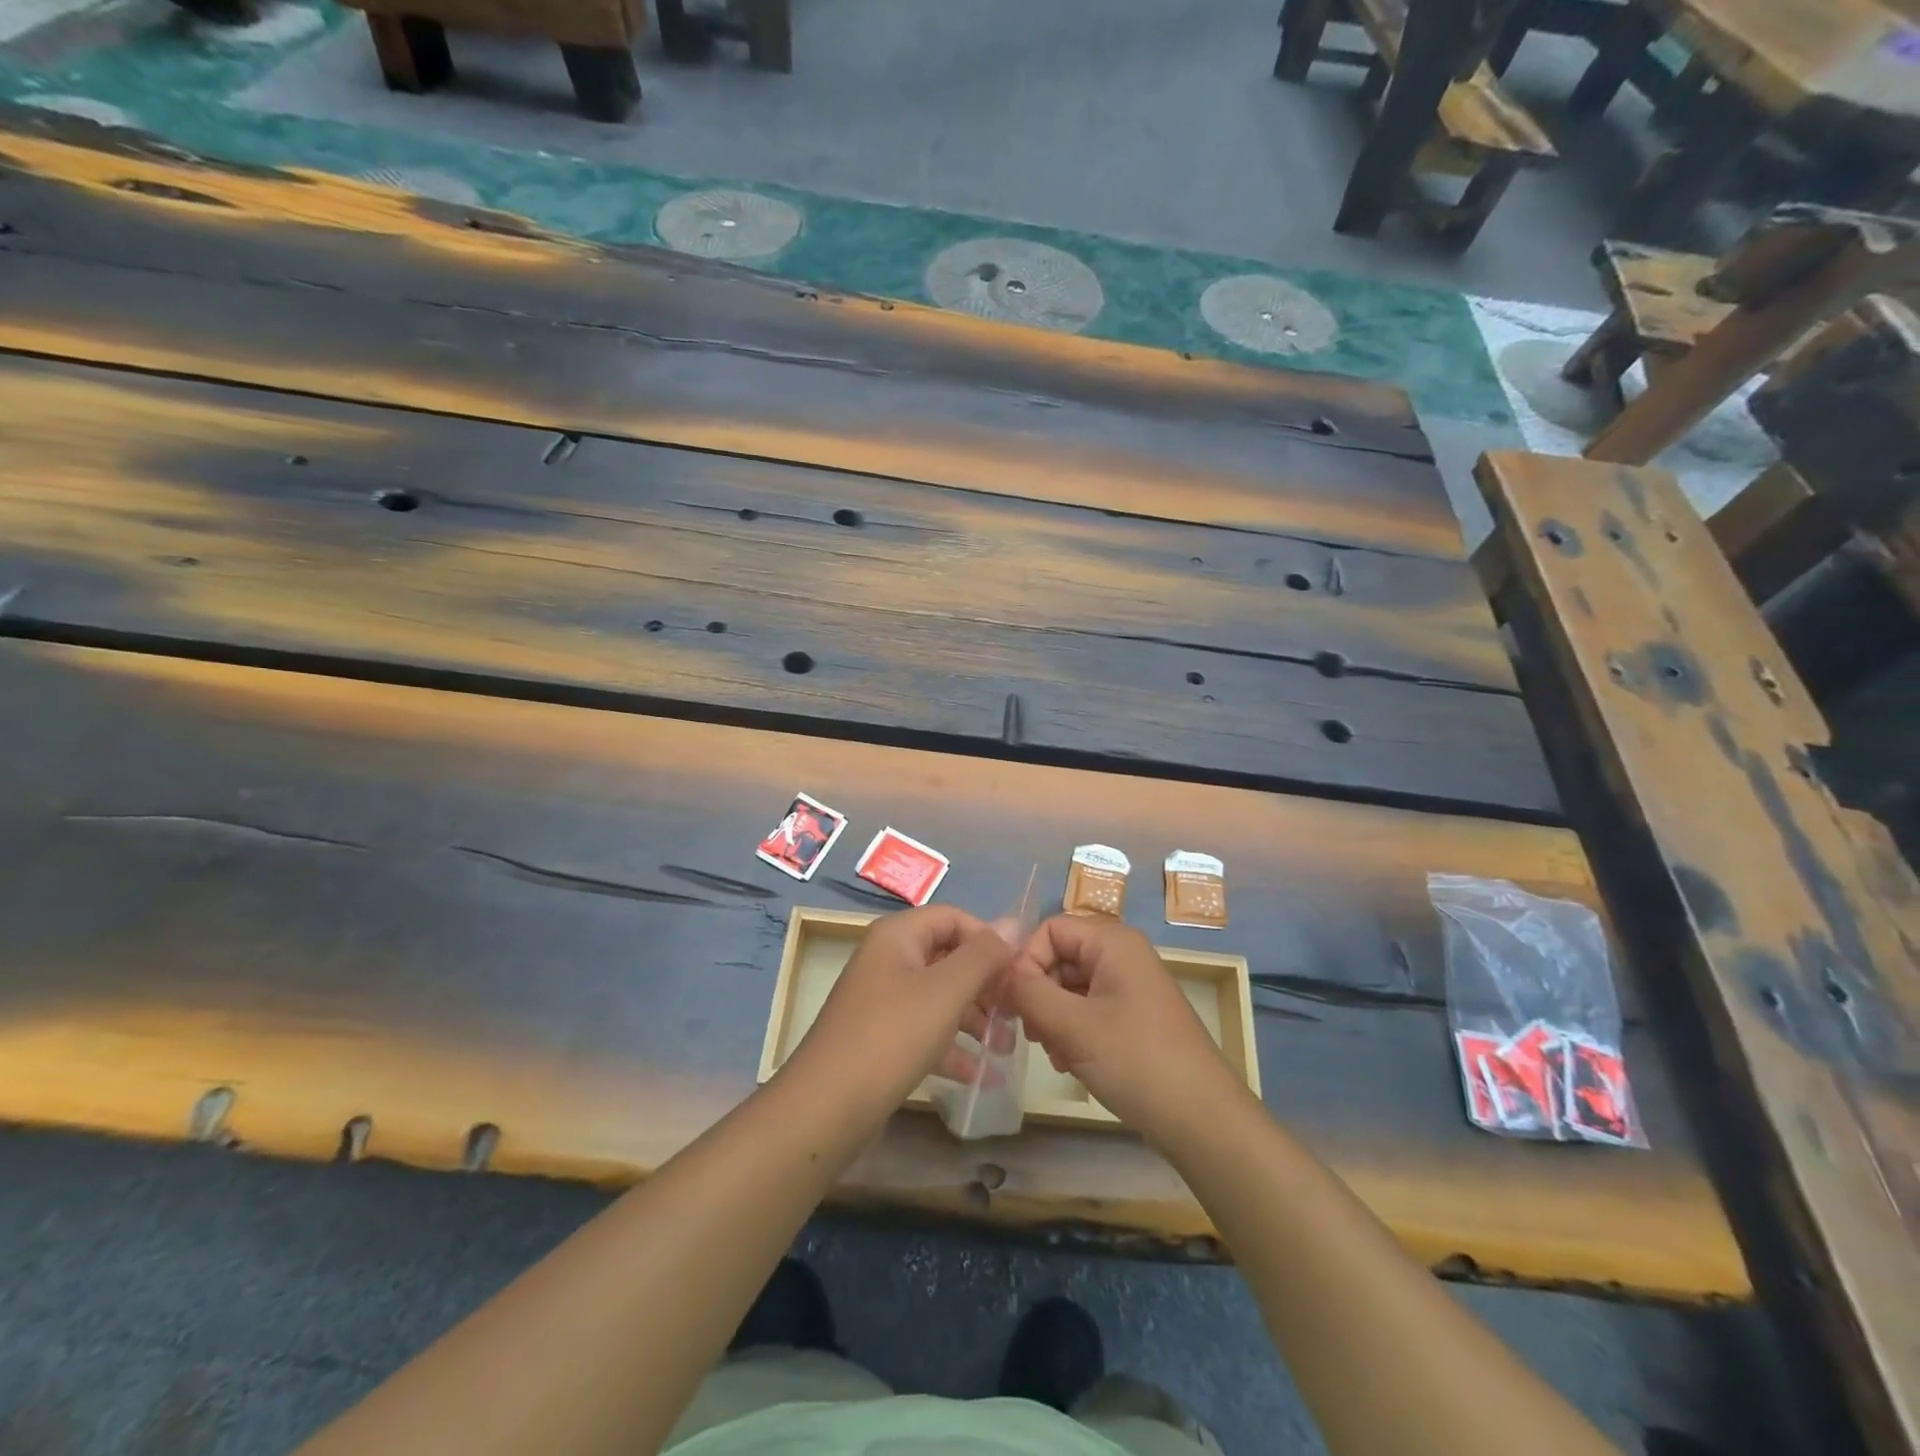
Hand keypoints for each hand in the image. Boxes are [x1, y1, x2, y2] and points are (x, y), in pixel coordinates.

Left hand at [783, 907, 1015, 1125]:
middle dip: (986, 984)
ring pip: (940, 996)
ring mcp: (882, 1000)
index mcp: (898, 935)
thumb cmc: (891, 1036)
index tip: (1018, 972)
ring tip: (1005, 1047)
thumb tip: (1014, 920)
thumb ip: (983, 955)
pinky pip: (926, 1030)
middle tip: (1018, 1014)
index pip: (954, 918)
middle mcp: (888, 959)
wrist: (826, 1108)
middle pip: (948, 957)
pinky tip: (982, 1075)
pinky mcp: (882, 1038)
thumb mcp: (945, 992)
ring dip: (975, 1018)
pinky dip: (953, 1047)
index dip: (989, 939)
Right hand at [1008, 915, 1245, 1146]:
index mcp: (1113, 942)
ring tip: (1054, 1054)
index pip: (1051, 929)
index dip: (1027, 960)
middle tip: (1033, 1034)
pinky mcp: (1133, 1017)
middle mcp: (1122, 955)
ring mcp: (1129, 987)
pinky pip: (1088, 1009)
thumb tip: (1001, 971)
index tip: (1014, 1002)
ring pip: (1070, 987)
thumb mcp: (1073, 1026)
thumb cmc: (1137, 1061)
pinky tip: (1069, 1062)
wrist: (1203, 1120)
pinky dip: (1072, 1031)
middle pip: (1059, 957)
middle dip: (1039, 994)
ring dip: (1052, 1017)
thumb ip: (1029, 992)